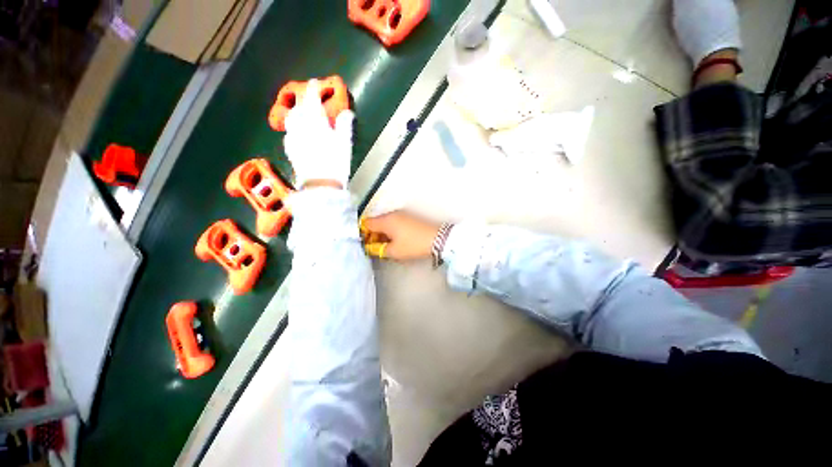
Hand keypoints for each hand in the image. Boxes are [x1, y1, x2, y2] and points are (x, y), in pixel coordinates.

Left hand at [283, 79, 353, 188]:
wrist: (320, 184)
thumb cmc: (335, 162)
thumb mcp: (344, 143)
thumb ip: (344, 125)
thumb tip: (348, 112)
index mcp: (315, 121)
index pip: (311, 99)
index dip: (313, 89)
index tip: (315, 83)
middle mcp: (300, 125)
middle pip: (299, 106)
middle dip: (304, 99)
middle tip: (310, 98)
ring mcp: (293, 136)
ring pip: (291, 118)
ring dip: (297, 112)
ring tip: (302, 113)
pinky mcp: (290, 148)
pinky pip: (290, 132)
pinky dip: (295, 127)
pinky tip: (299, 132)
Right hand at [360, 211, 439, 260]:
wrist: (438, 238)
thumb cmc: (413, 245)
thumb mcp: (394, 251)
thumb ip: (379, 249)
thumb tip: (371, 248)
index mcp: (386, 220)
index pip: (367, 223)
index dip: (363, 234)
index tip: (366, 244)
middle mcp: (393, 214)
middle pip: (376, 222)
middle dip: (373, 234)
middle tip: (376, 247)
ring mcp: (403, 214)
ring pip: (386, 222)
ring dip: (383, 233)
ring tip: (387, 245)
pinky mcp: (411, 216)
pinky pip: (395, 222)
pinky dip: (392, 230)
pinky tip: (397, 240)